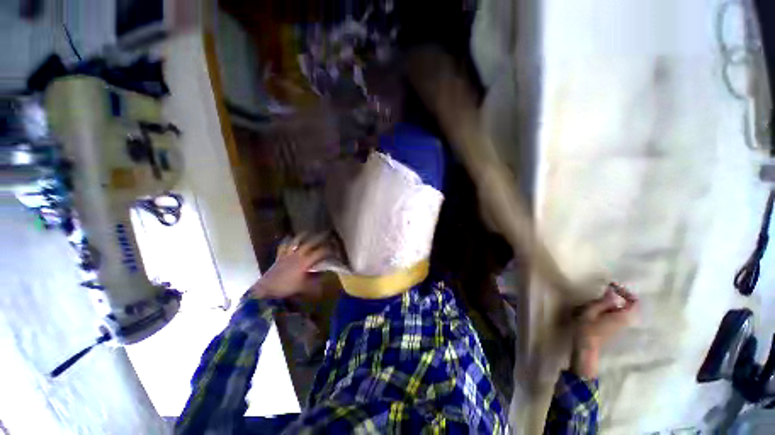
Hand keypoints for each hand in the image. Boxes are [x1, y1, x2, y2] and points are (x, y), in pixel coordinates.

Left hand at [251, 233, 329, 299]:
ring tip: (309, 232)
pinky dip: (287, 241)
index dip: (329, 249)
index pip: (320, 252)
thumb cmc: (287, 289)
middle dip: (320, 238)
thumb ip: (316, 282)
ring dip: (303, 236)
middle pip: (310, 243)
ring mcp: (287, 254)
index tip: (335, 248)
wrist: (266, 290)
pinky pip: (283, 246)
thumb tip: (326, 277)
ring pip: (296, 241)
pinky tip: (289, 237)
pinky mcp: (279, 257)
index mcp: (305, 262)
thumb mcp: (305, 287)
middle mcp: (297, 255)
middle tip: (327, 234)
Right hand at [571, 283, 638, 377]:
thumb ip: (603, 301)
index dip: (626, 292)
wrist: (586, 347)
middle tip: (607, 289)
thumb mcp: (590, 311)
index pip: (634, 302)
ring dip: (614, 302)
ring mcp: (621, 325)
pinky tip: (598, 307)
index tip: (612, 286)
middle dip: (620, 296)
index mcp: (622, 316)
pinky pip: (618, 314)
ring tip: (600, 297)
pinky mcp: (615, 328)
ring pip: (623, 310)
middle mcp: (626, 321)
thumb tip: (612, 291)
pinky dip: (611, 307)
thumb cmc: (587, 328)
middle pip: (630, 305)